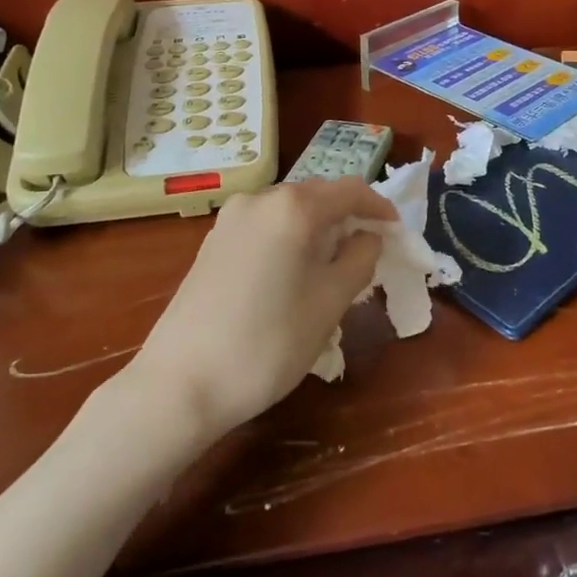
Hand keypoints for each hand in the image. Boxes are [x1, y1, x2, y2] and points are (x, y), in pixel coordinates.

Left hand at [131, 179, 396, 433]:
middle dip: (348, 219)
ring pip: (289, 213)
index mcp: (293, 207)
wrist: (180, 385)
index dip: (379, 208)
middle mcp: (259, 199)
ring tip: (332, 270)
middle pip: (317, 197)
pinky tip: (292, 277)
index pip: (350, 191)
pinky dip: (289, 241)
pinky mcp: (212, 244)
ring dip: (318, 232)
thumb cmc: (268, 343)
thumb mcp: (330, 303)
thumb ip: (359, 259)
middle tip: (368, 254)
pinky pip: (265, 228)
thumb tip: (366, 238)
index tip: (396, 233)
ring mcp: (230, 220)